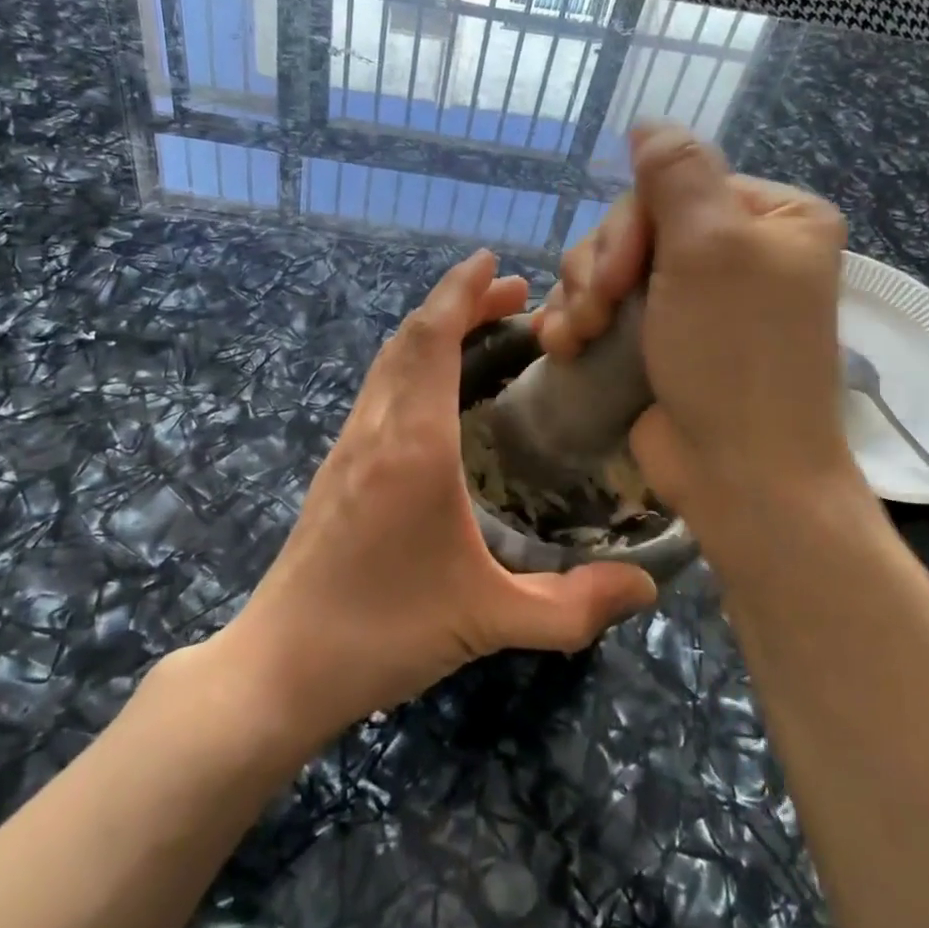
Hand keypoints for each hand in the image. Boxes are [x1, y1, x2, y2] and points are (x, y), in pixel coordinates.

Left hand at [211, 250, 657, 751]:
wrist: (282, 665)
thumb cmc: (385, 632)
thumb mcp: (490, 620)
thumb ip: (573, 606)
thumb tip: (646, 587)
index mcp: (414, 445)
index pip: (432, 339)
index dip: (462, 291)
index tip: (495, 262)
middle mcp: (376, 429)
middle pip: (410, 338)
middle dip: (458, 303)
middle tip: (512, 297)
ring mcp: (348, 446)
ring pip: (388, 361)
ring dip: (431, 331)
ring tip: (482, 331)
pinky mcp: (336, 468)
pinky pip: (378, 390)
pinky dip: (412, 363)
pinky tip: (439, 393)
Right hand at [533, 125, 858, 551]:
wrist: (738, 474)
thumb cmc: (734, 357)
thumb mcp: (711, 248)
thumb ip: (677, 173)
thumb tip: (648, 121)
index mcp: (771, 218)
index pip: (675, 185)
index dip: (631, 225)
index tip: (618, 277)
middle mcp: (736, 252)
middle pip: (635, 226)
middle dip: (601, 269)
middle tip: (595, 312)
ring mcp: (693, 299)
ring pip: (608, 266)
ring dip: (580, 297)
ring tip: (576, 338)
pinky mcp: (658, 338)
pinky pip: (602, 306)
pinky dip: (575, 321)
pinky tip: (561, 345)